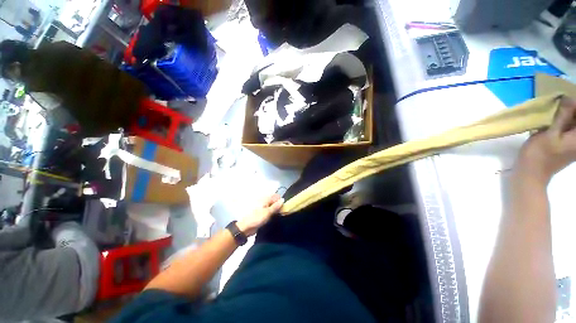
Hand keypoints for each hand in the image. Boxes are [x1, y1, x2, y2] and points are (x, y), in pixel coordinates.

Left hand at [237, 194, 283, 236]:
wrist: (246, 228)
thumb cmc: (257, 218)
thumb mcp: (268, 212)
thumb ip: (276, 206)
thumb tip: (283, 199)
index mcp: (265, 199)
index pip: (276, 196)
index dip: (281, 200)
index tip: (285, 206)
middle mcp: (264, 202)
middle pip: (274, 201)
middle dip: (279, 205)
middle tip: (283, 211)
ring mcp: (263, 208)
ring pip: (272, 206)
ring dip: (276, 210)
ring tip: (280, 215)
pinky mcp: (262, 213)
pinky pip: (270, 211)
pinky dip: (273, 213)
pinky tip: (275, 217)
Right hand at [517, 97, 575, 183]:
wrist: (531, 174)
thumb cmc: (539, 154)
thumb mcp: (549, 133)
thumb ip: (562, 116)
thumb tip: (568, 98)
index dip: (573, 105)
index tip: (563, 101)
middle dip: (570, 110)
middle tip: (558, 106)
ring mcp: (574, 144)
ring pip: (573, 124)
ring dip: (566, 116)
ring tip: (554, 114)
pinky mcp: (568, 146)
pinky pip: (569, 130)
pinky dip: (563, 123)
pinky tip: (553, 123)